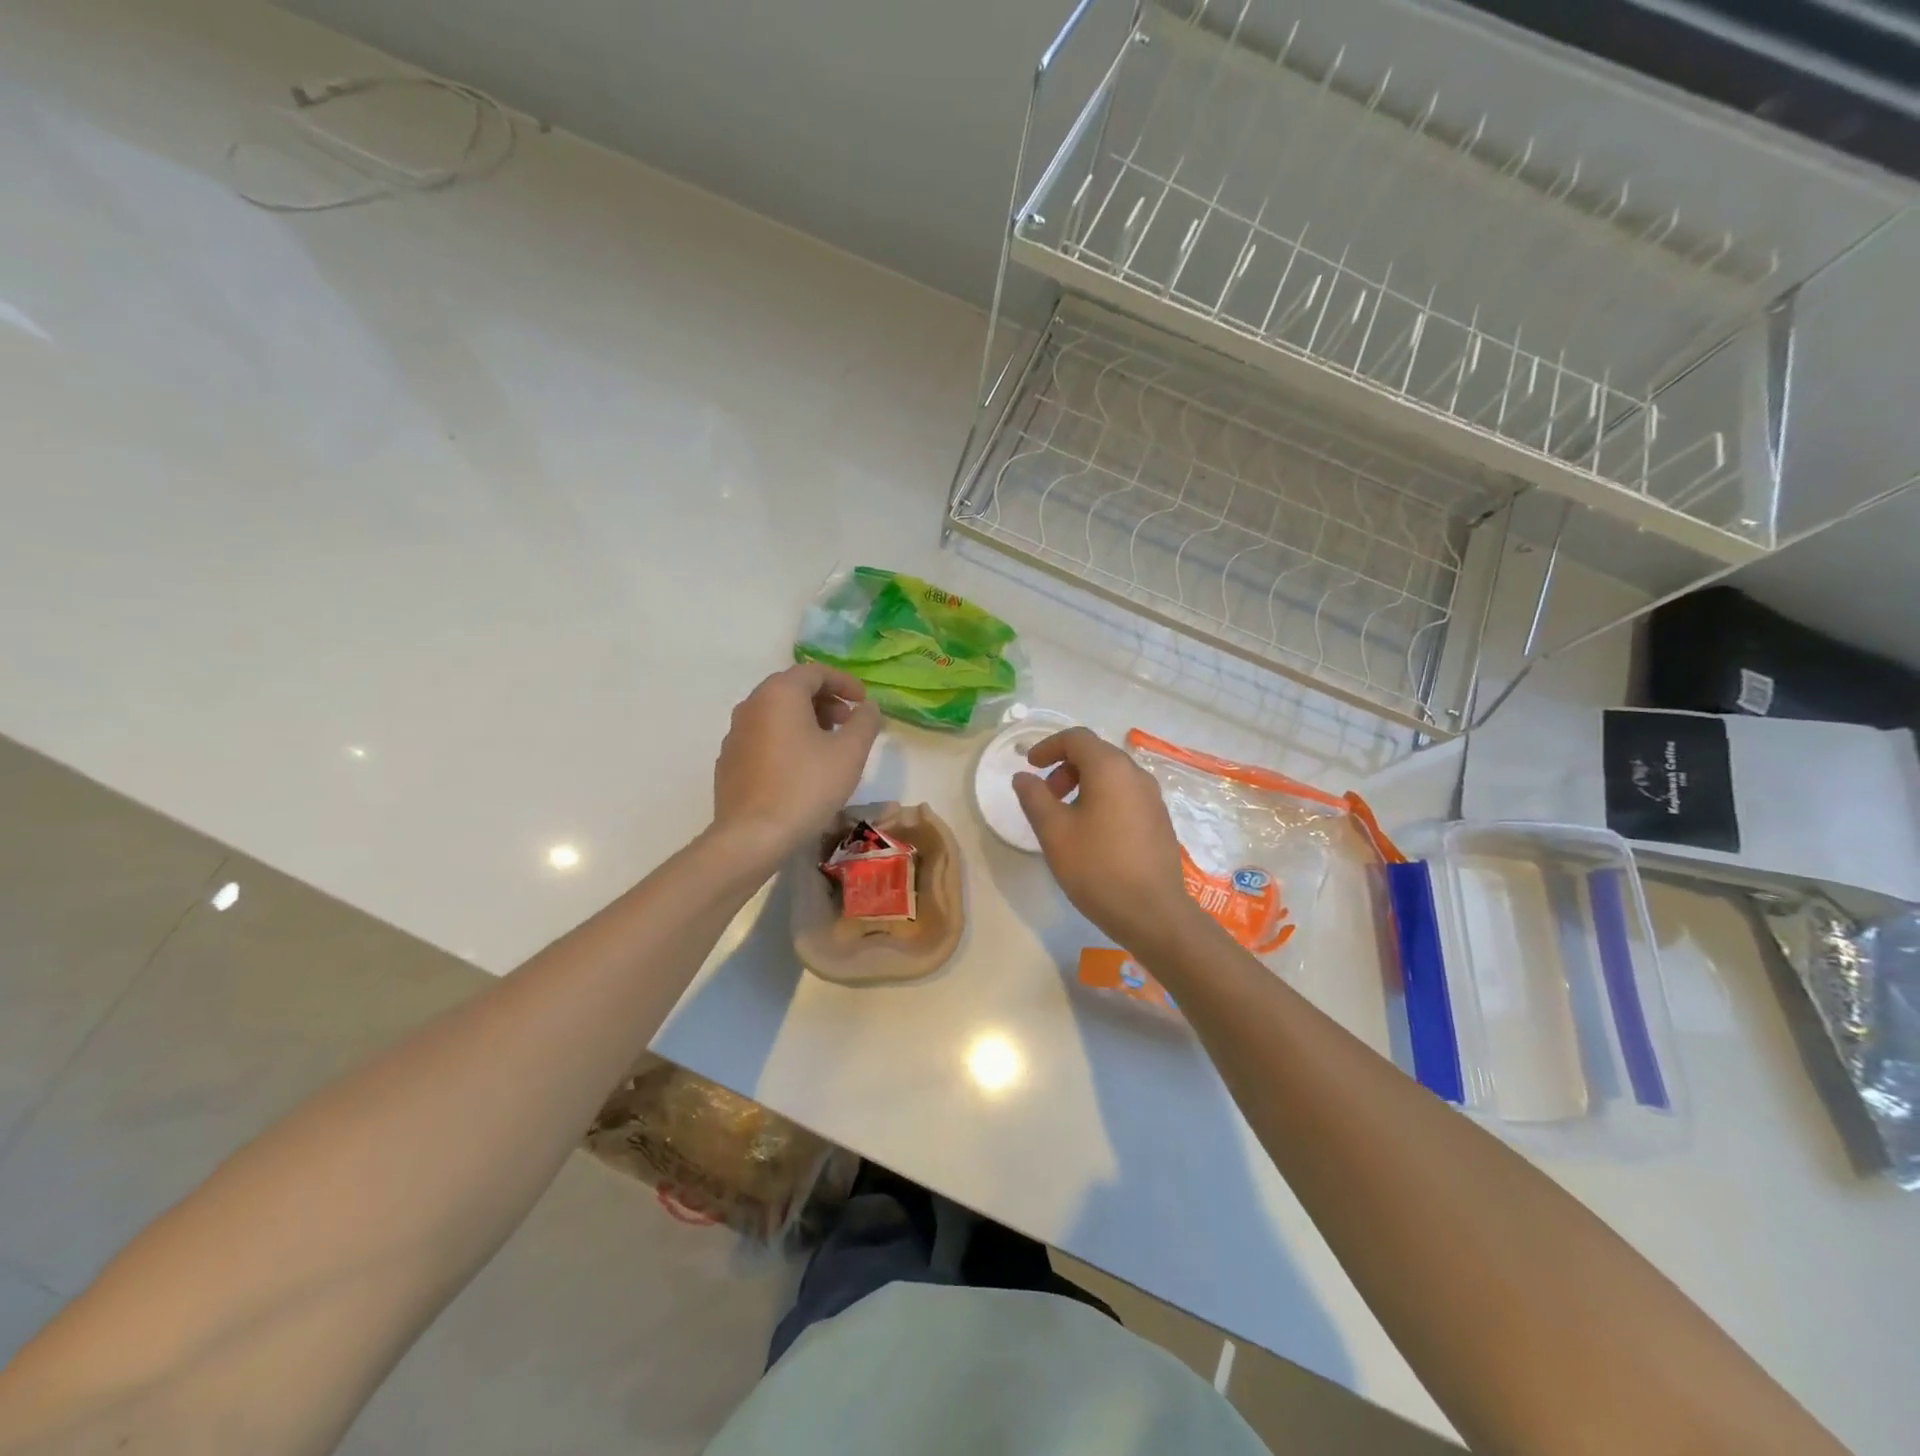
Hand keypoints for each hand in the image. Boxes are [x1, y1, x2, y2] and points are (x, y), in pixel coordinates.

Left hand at [712, 664, 881, 865]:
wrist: (753, 836)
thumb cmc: (806, 786)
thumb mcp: (850, 752)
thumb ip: (865, 721)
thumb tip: (868, 707)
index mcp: (779, 694)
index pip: (815, 672)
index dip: (844, 682)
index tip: (863, 701)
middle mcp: (751, 705)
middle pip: (792, 689)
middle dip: (825, 701)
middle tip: (848, 723)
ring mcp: (735, 733)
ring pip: (775, 714)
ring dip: (805, 720)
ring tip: (828, 746)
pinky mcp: (728, 761)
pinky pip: (762, 737)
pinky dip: (785, 740)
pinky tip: (800, 769)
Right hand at [1012, 727, 1201, 956]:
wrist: (1153, 913)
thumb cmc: (1097, 867)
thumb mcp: (1054, 832)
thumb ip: (1034, 797)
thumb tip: (1023, 777)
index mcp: (1110, 769)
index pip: (1077, 738)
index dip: (1048, 746)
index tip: (1030, 766)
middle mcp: (1136, 775)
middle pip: (1096, 754)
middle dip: (1065, 768)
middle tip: (1046, 797)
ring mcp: (1153, 798)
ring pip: (1112, 776)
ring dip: (1083, 785)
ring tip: (1065, 819)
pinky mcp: (1160, 821)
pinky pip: (1126, 796)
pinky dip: (1102, 800)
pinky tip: (1092, 835)